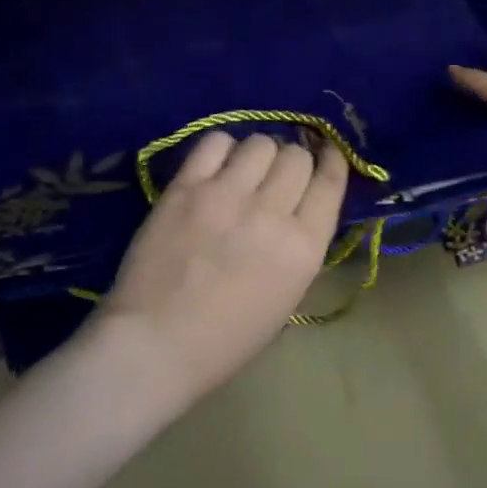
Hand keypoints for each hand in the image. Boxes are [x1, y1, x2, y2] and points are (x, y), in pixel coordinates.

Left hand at [94, 132, 349, 399]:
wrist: (155, 344)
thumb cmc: (225, 340)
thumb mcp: (286, 298)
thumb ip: (298, 248)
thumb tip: (297, 209)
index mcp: (303, 248)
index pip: (329, 181)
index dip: (332, 160)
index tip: (326, 153)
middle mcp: (271, 212)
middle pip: (296, 156)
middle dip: (293, 161)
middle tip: (277, 176)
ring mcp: (226, 195)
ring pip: (260, 143)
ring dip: (259, 154)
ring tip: (245, 170)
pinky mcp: (185, 187)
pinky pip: (215, 143)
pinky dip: (223, 148)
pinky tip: (217, 165)